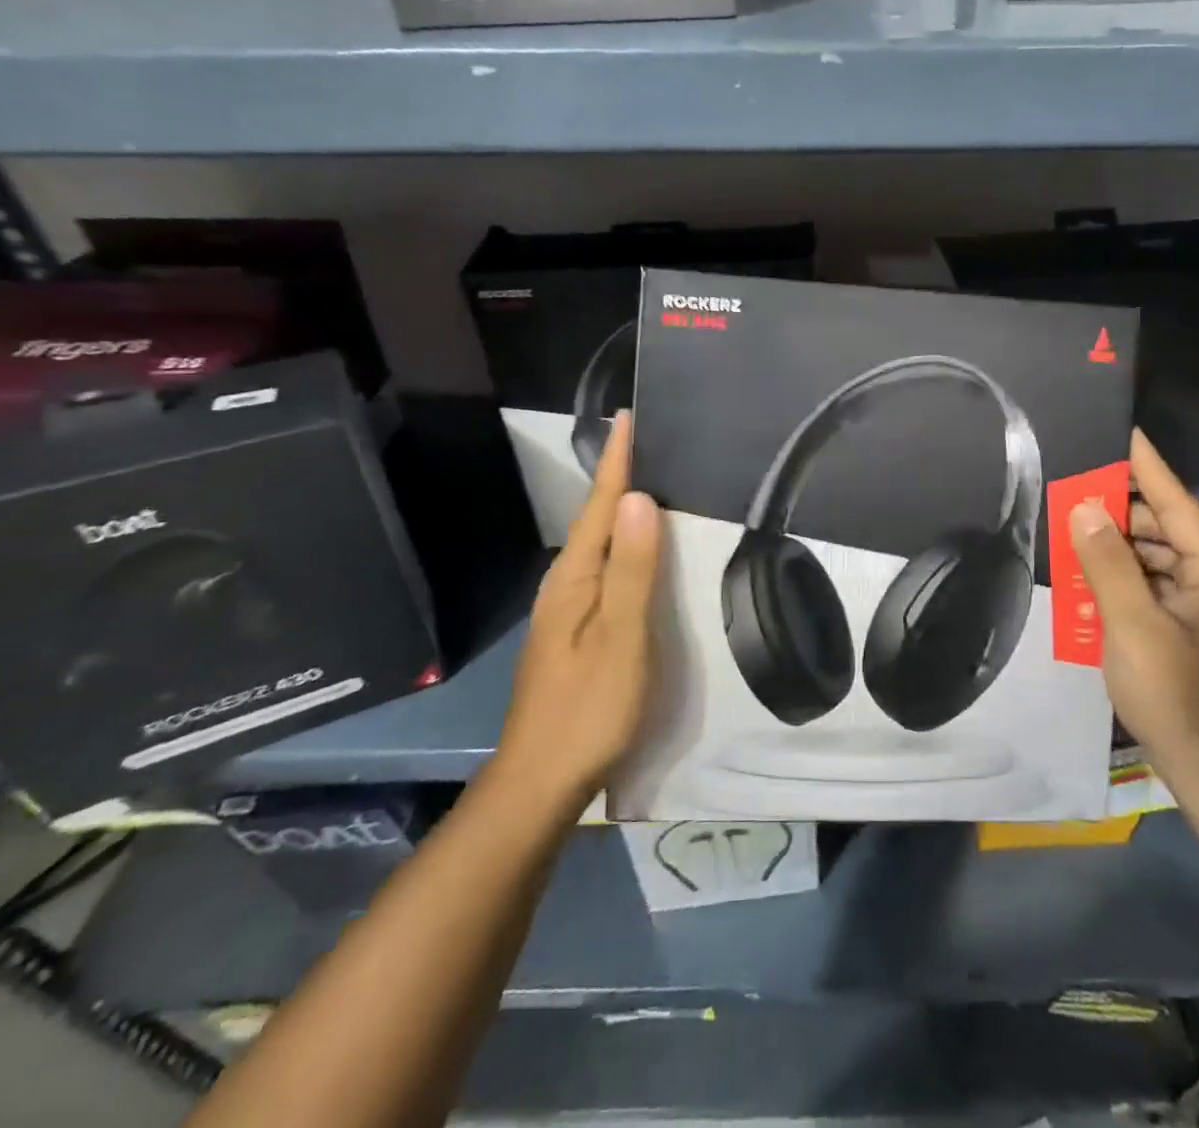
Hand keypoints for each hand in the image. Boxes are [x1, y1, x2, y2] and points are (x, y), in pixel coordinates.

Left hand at [493, 412, 659, 811]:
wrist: (540, 783)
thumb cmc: (587, 709)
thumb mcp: (620, 639)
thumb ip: (632, 570)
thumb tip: (641, 499)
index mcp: (576, 578)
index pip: (602, 505)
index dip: (618, 461)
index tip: (630, 416)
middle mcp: (567, 585)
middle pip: (598, 519)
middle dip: (623, 477)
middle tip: (656, 441)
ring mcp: (568, 611)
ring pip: (602, 546)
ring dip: (625, 511)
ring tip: (657, 483)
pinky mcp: (577, 633)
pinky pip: (607, 571)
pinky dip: (627, 548)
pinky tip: (645, 554)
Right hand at [1069, 428, 1198, 784]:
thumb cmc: (1176, 697)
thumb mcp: (1132, 627)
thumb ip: (1108, 564)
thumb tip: (1085, 508)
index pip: (1179, 502)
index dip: (1148, 466)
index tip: (1123, 431)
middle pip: (1181, 523)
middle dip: (1135, 507)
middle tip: (1087, 496)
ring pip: (1173, 552)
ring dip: (1132, 541)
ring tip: (1084, 534)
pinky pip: (1167, 580)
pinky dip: (1136, 571)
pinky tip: (1100, 576)